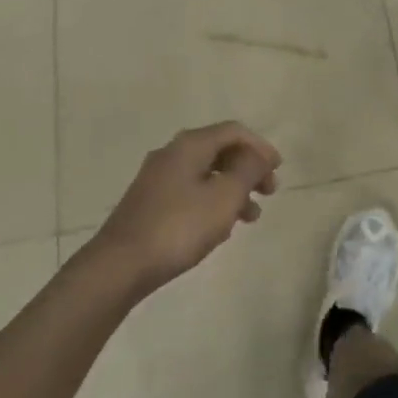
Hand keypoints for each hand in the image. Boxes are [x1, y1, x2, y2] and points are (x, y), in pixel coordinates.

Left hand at [94, 123, 281, 293]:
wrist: (119, 266)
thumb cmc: (179, 227)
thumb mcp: (224, 197)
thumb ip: (248, 170)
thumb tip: (258, 156)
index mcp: (190, 145)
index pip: (234, 131)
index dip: (261, 146)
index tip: (278, 169)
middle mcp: (172, 153)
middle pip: (220, 150)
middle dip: (248, 169)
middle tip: (268, 192)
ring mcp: (157, 178)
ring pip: (206, 174)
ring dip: (233, 189)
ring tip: (250, 218)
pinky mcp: (149, 202)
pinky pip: (190, 191)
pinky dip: (212, 201)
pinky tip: (219, 228)